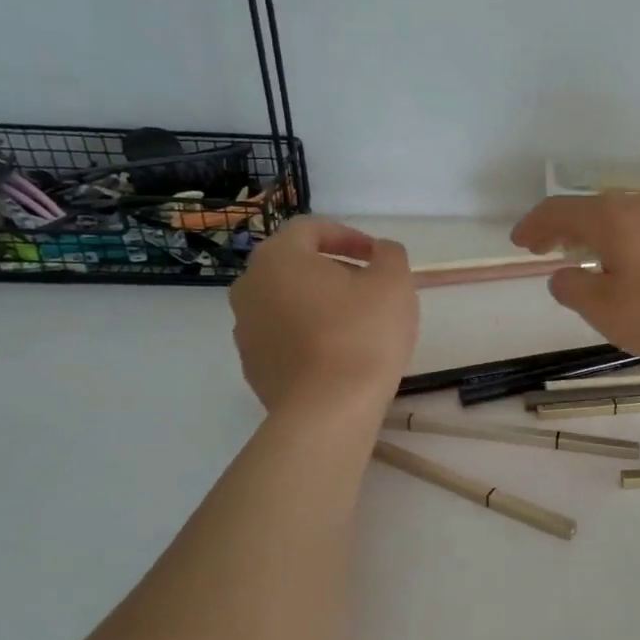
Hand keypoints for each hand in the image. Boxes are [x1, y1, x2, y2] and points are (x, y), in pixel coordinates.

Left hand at [230, 217, 417, 412]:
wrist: (329, 410)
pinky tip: (341, 355)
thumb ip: (389, 254)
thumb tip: (380, 251)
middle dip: (335, 271)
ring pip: (288, 303)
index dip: (350, 236)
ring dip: (321, 305)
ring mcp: (246, 330)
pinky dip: (310, 336)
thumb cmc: (362, 334)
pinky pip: (285, 338)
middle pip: (296, 266)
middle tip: (371, 289)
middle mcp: (250, 287)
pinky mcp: (254, 367)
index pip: (311, 229)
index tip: (378, 257)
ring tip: (358, 325)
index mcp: (278, 257)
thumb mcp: (393, 282)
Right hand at [511, 192, 639, 360]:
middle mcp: (638, 207)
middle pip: (589, 209)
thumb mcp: (607, 310)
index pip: (559, 211)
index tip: (517, 242)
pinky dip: (620, 243)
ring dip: (593, 235)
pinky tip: (626, 266)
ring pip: (619, 218)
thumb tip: (561, 276)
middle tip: (545, 248)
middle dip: (563, 228)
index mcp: (609, 218)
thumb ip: (575, 291)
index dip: (534, 225)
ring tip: (582, 258)